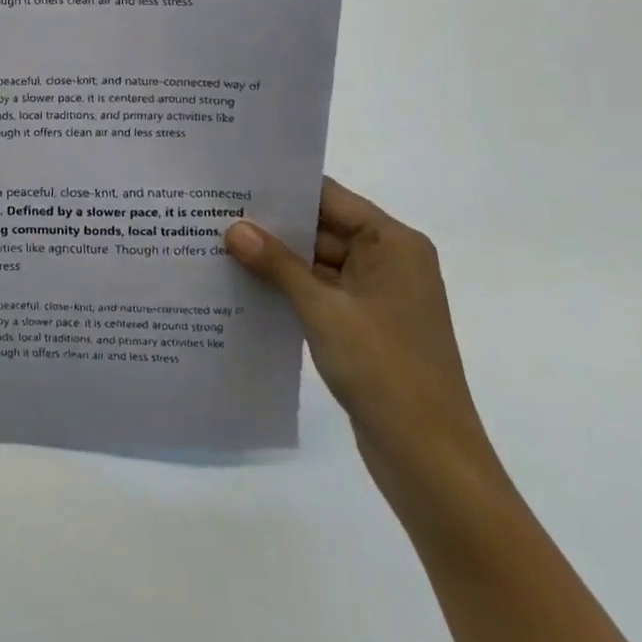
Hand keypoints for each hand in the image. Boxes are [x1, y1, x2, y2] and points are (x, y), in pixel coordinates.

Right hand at [225, 180, 507, 530]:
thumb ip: (277, 264)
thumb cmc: (386, 371)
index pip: (329, 197)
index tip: (233, 179)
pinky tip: (241, 284)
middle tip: (212, 212)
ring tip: (215, 243)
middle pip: (321, 227)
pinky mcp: (363, 326)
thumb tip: (233, 227)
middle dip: (270, 224)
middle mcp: (389, 261)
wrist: (430, 461)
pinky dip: (286, 288)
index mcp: (394, 245)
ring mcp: (376, 296)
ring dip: (274, 259)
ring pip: (315, 262)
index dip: (282, 187)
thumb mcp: (324, 310)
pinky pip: (319, 292)